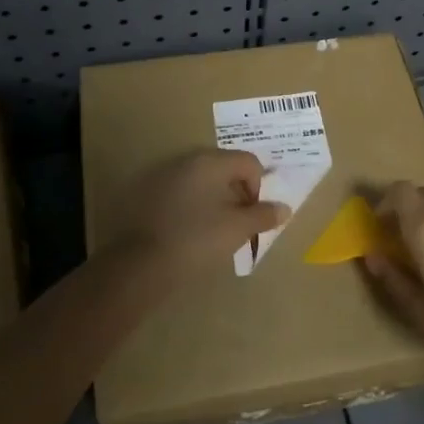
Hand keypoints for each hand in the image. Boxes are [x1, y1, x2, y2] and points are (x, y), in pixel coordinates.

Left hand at [109, 149, 289, 278]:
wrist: (140, 264)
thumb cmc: (197, 240)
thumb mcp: (237, 229)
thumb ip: (263, 215)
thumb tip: (284, 208)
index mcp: (211, 162)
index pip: (249, 162)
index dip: (259, 188)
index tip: (254, 216)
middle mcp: (186, 160)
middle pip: (224, 168)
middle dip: (237, 193)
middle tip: (238, 223)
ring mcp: (163, 175)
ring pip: (200, 181)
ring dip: (214, 199)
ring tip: (214, 230)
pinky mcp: (145, 193)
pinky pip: (180, 192)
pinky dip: (191, 206)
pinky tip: (189, 231)